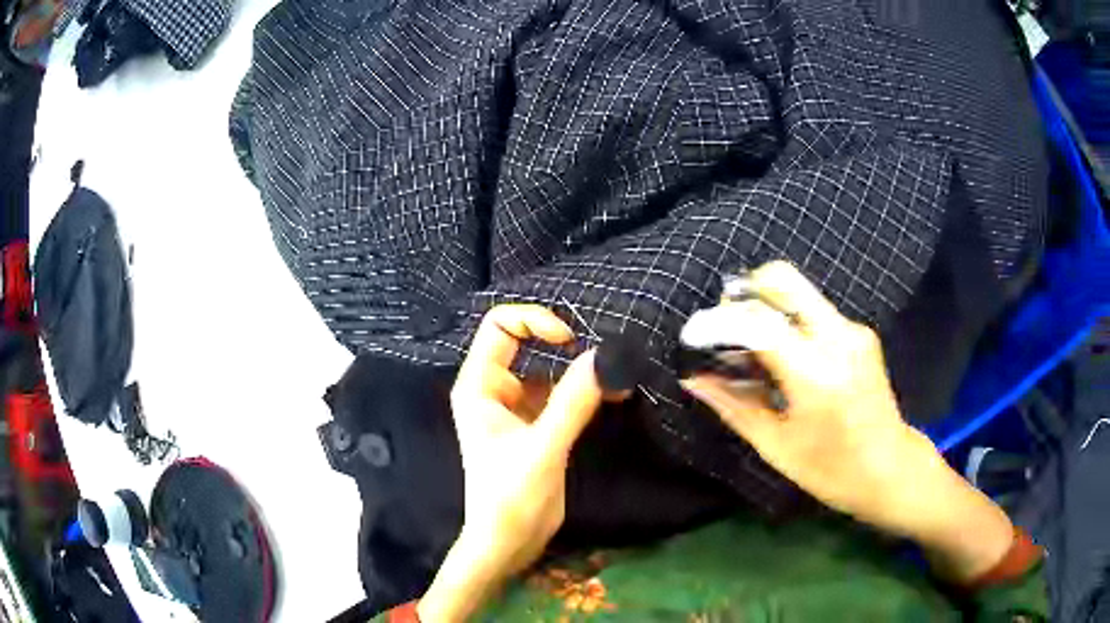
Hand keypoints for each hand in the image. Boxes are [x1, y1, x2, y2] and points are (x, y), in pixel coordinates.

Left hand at [419, 305, 606, 621]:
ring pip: (547, 370)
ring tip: (617, 378)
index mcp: (479, 386)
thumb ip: (572, 402)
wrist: (508, 543)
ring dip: (579, 371)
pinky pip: (560, 395)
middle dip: (563, 345)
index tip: (570, 341)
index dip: (534, 321)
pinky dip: (584, 392)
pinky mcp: (535, 426)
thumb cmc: (510, 498)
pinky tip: (613, 396)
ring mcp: (515, 408)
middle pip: (525, 343)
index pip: (499, 327)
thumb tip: (604, 357)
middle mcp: (494, 390)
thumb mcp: (543, 448)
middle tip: (603, 357)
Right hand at [680, 261, 1013, 583]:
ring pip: (797, 293)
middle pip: (783, 280)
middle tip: (725, 325)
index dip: (718, 322)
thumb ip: (735, 406)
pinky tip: (781, 357)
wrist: (892, 468)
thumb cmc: (832, 471)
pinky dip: (787, 321)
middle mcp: (838, 338)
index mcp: (817, 374)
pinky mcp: (859, 332)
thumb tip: (694, 380)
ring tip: (749, 349)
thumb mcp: (777, 447)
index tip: (692, 334)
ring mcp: (853, 330)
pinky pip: (813, 311)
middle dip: (744, 292)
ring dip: (765, 307)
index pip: (758, 324)